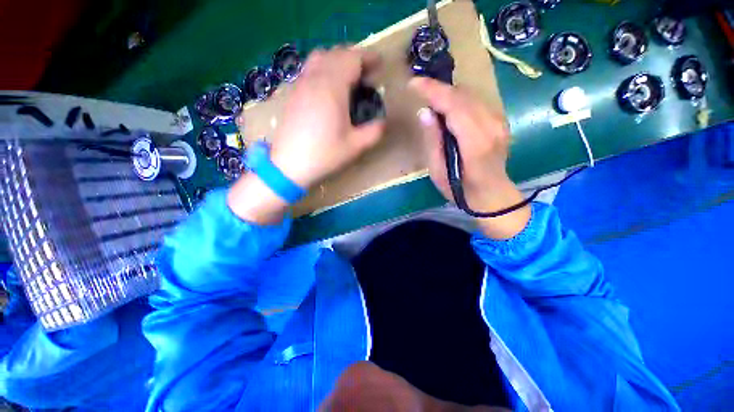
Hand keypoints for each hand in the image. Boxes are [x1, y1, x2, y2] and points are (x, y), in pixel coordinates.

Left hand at [271, 46, 385, 188]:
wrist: (289, 165)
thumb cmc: (324, 155)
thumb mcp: (355, 147)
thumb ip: (374, 132)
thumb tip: (383, 122)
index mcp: (332, 88)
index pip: (352, 59)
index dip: (368, 58)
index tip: (380, 66)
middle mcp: (315, 79)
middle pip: (336, 53)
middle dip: (355, 58)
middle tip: (367, 74)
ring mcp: (301, 85)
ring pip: (320, 58)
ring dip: (338, 60)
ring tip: (348, 77)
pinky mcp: (293, 93)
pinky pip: (310, 69)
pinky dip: (324, 68)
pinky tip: (329, 88)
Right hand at [409, 77, 529, 238]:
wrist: (492, 196)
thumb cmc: (460, 189)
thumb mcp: (438, 171)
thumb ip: (433, 141)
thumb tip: (425, 113)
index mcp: (475, 142)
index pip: (454, 105)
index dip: (433, 91)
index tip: (413, 84)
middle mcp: (492, 126)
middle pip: (463, 95)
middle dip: (438, 89)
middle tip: (419, 90)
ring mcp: (499, 122)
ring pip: (471, 95)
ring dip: (448, 93)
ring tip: (430, 98)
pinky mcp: (500, 121)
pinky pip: (476, 102)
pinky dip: (459, 99)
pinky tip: (447, 107)